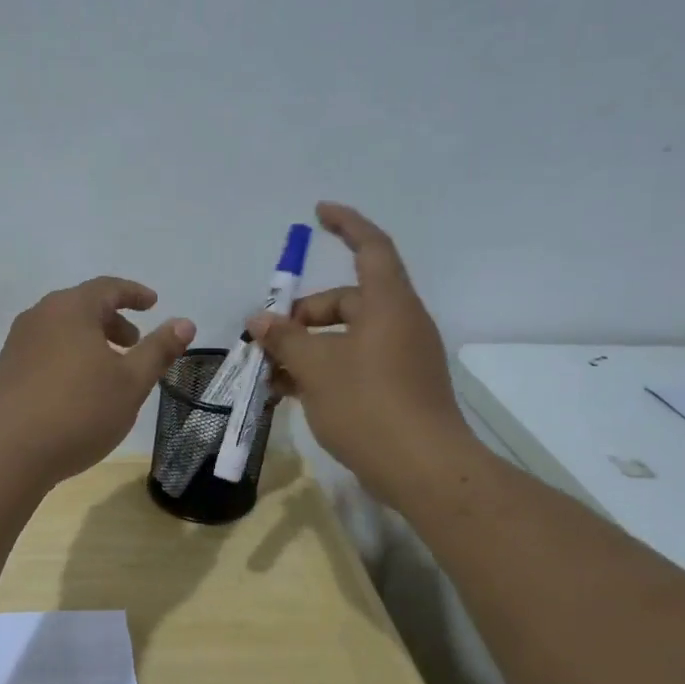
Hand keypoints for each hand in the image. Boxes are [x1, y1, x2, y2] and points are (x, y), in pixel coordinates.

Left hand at [0, 277, 194, 484]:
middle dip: (113, 321)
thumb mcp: (131, 382)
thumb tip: (185, 323)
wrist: (9, 452)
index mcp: (70, 308)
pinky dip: (69, 356)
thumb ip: (159, 349)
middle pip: (83, 307)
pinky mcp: (6, 370)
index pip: (108, 287)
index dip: (134, 293)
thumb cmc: (79, 410)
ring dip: (91, 341)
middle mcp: (39, 316)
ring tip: (110, 370)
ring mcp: (17, 343)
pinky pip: (46, 350)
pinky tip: (78, 389)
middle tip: (135, 344)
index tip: (153, 303)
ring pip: (63, 330)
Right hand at [247, 203, 476, 503]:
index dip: (346, 224)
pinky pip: (355, 363)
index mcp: (388, 304)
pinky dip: (324, 370)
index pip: (370, 247)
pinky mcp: (399, 387)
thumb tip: (259, 321)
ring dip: (307, 348)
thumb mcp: (316, 367)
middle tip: (266, 340)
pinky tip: (291, 394)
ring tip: (270, 374)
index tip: (318, 213)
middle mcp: (400, 323)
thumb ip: (285, 339)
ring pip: (345, 338)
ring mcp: (402, 357)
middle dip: (302, 315)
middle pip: (346, 300)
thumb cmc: (369, 405)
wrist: (424, 470)